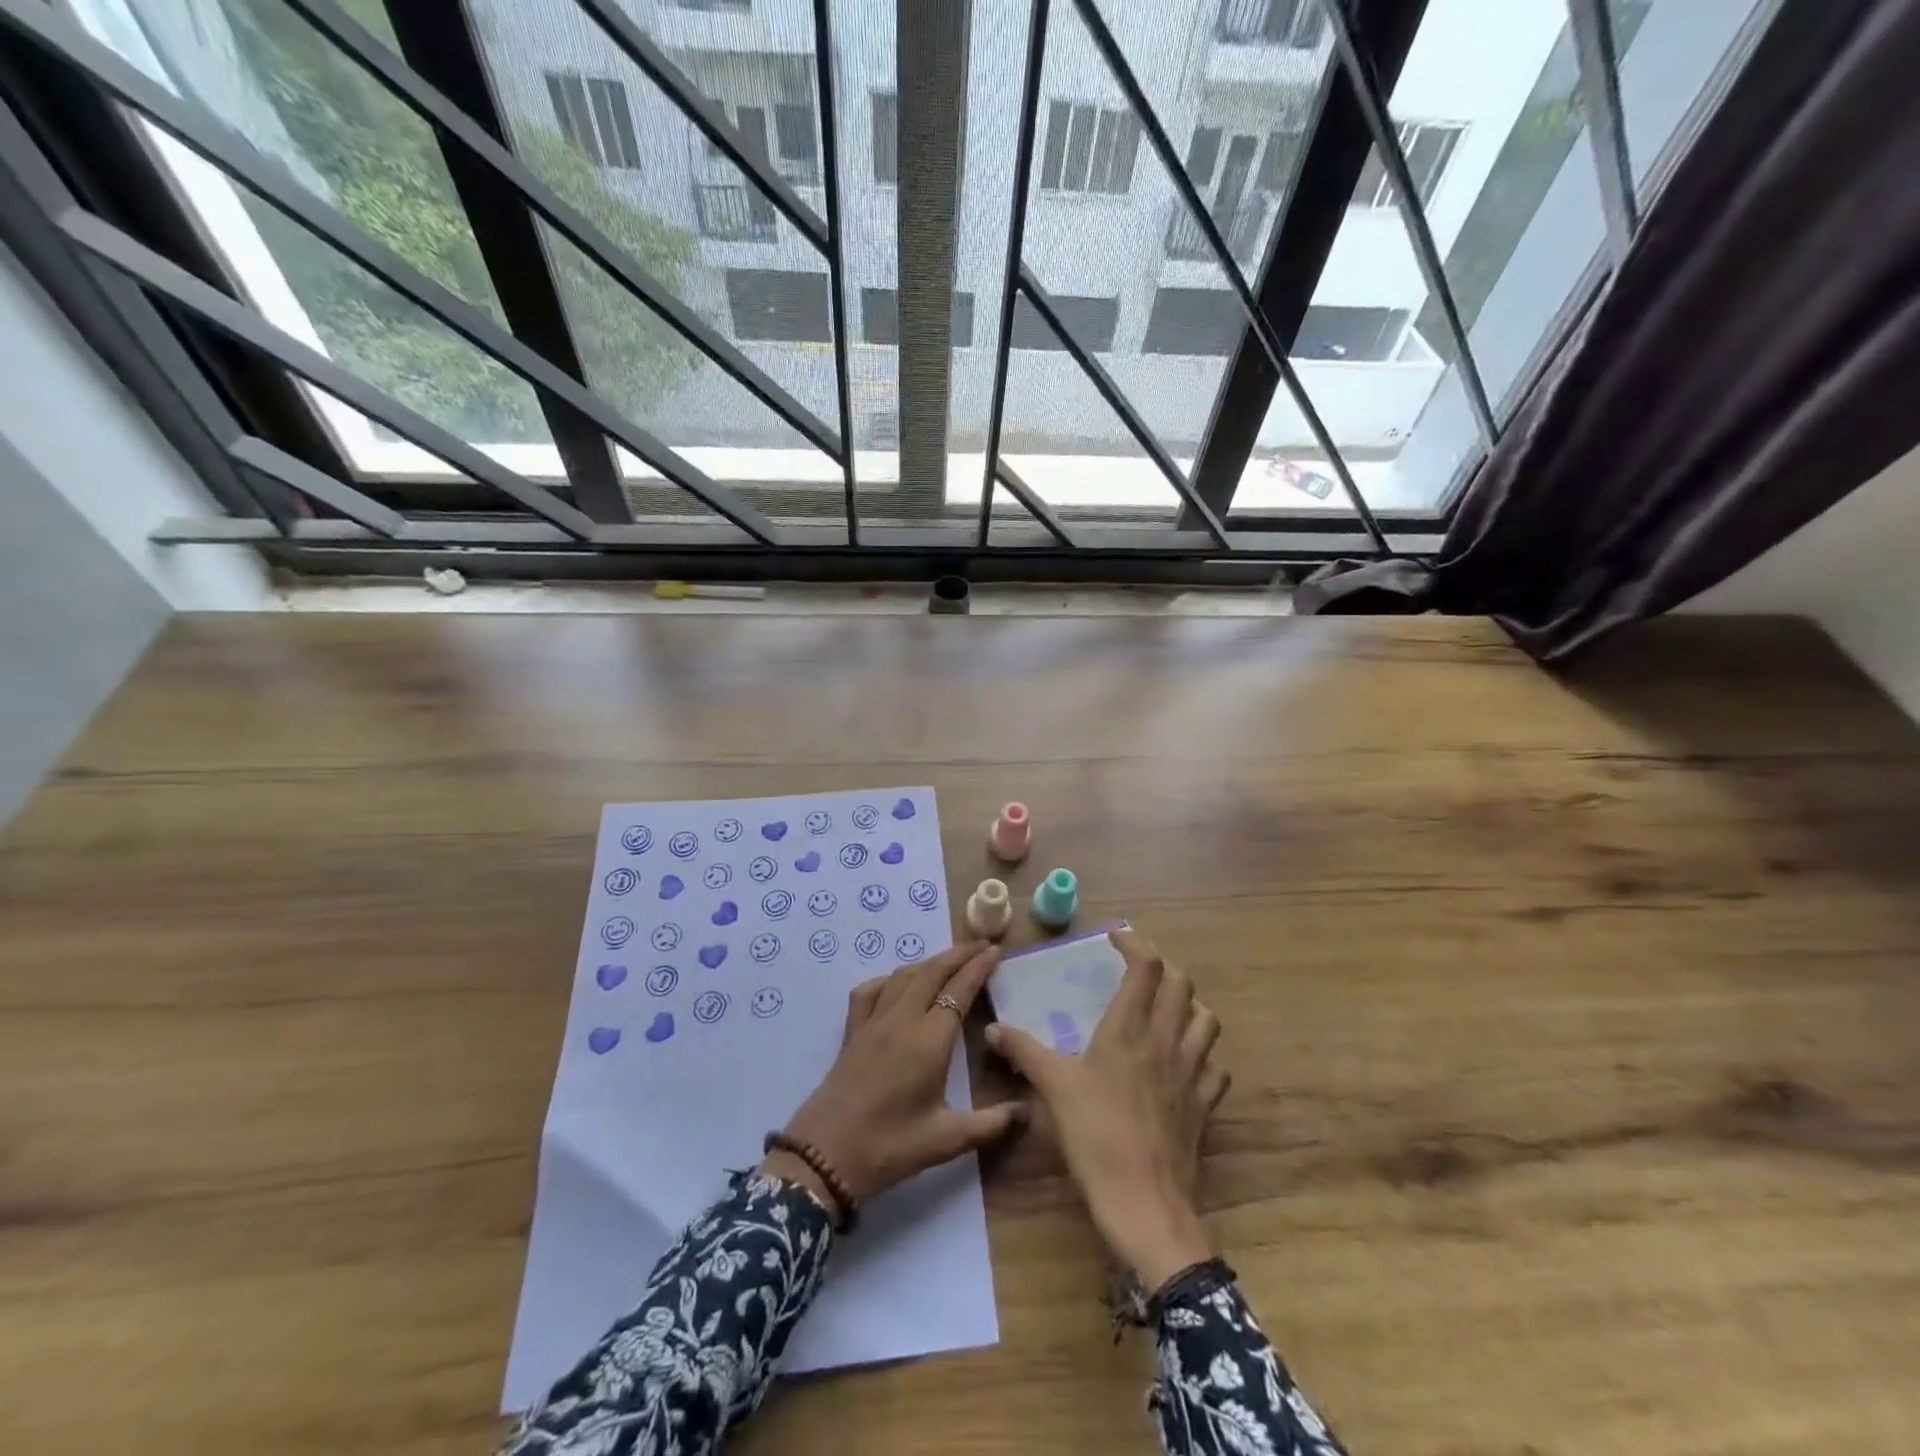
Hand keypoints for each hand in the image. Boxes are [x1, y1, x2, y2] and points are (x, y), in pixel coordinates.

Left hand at [762, 941, 1025, 1212]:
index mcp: (929, 1039)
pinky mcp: (852, 1032)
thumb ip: (991, 1124)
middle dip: (959, 954)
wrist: (825, 1156)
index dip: (979, 967)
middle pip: (932, 972)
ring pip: (904, 976)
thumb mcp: (947, 1140)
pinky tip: (898, 985)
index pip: (959, 990)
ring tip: (949, 960)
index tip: (995, 950)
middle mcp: (902, 1020)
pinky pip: (871, 991)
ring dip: (930, 962)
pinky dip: (890, 979)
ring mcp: (873, 1022)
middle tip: (981, 946)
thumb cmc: (890, 1146)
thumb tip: (1027, 1111)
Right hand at [986, 930, 1228, 1287]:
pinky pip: (1215, 1066)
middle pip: (1182, 984)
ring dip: (1189, 1004)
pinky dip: (1203, 1053)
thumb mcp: (1053, 1088)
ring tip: (1167, 1008)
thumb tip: (993, 1029)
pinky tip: (1185, 1062)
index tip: (1116, 938)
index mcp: (1130, 1030)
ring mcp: (1192, 1074)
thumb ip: (1024, 1051)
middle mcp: (1167, 1041)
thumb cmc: (1096, 1137)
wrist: (1145, 1205)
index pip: (1146, 968)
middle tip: (1139, 969)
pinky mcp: (1205, 1106)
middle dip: (1163, 967)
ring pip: (1206, 1020)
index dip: (1135, 944)